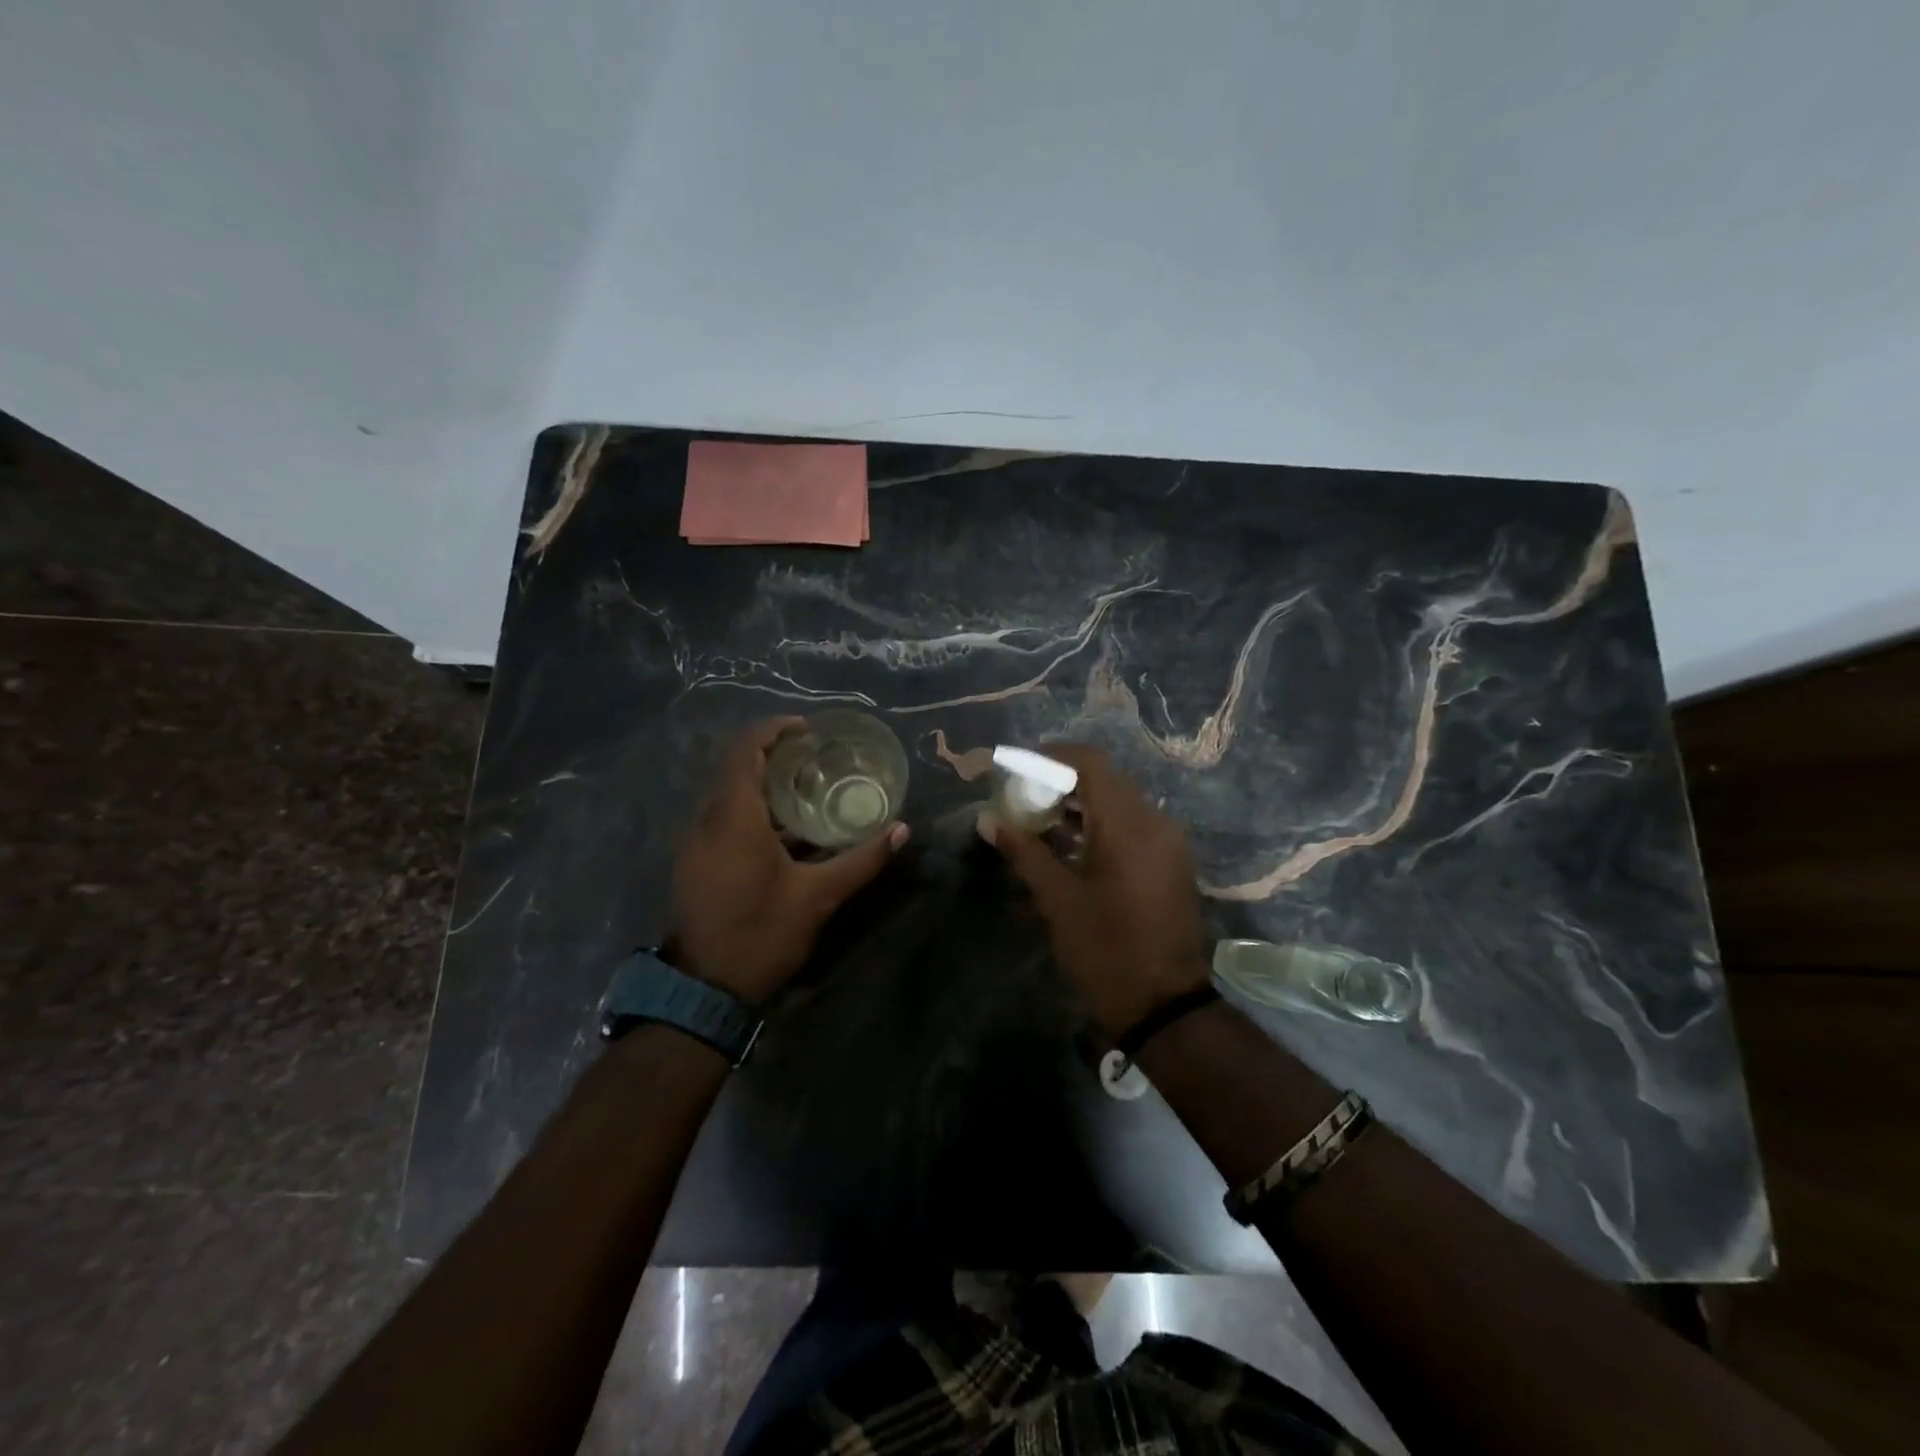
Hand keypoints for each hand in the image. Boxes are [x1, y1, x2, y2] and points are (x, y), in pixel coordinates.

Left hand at [669, 718, 908, 1004]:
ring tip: (808, 790)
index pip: (746, 751)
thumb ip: (861, 859)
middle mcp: (708, 821)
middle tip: (816, 758)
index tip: (807, 729)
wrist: (703, 990)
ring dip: (764, 785)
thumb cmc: (761, 933)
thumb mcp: (819, 897)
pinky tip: (785, 833)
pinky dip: (752, 811)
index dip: (773, 730)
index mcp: (735, 817)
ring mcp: (696, 843)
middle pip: (737, 769)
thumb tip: (902, 830)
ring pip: (728, 796)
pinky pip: (723, 819)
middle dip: (774, 756)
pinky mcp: (695, 863)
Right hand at [982, 744, 1210, 1034]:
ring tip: (1041, 821)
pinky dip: (1102, 824)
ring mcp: (1168, 842)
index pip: (1090, 762)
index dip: (1052, 756)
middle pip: (1106, 779)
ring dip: (1082, 804)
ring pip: (1121, 802)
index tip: (1019, 767)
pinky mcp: (1171, 861)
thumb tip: (989, 820)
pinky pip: (1134, 825)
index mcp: (1127, 824)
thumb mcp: (1057, 900)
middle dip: (1062, 781)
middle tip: (1024, 798)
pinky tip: (1073, 845)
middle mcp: (1154, 821)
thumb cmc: (1105, 949)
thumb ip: (1024, 852)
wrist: (1165, 1005)